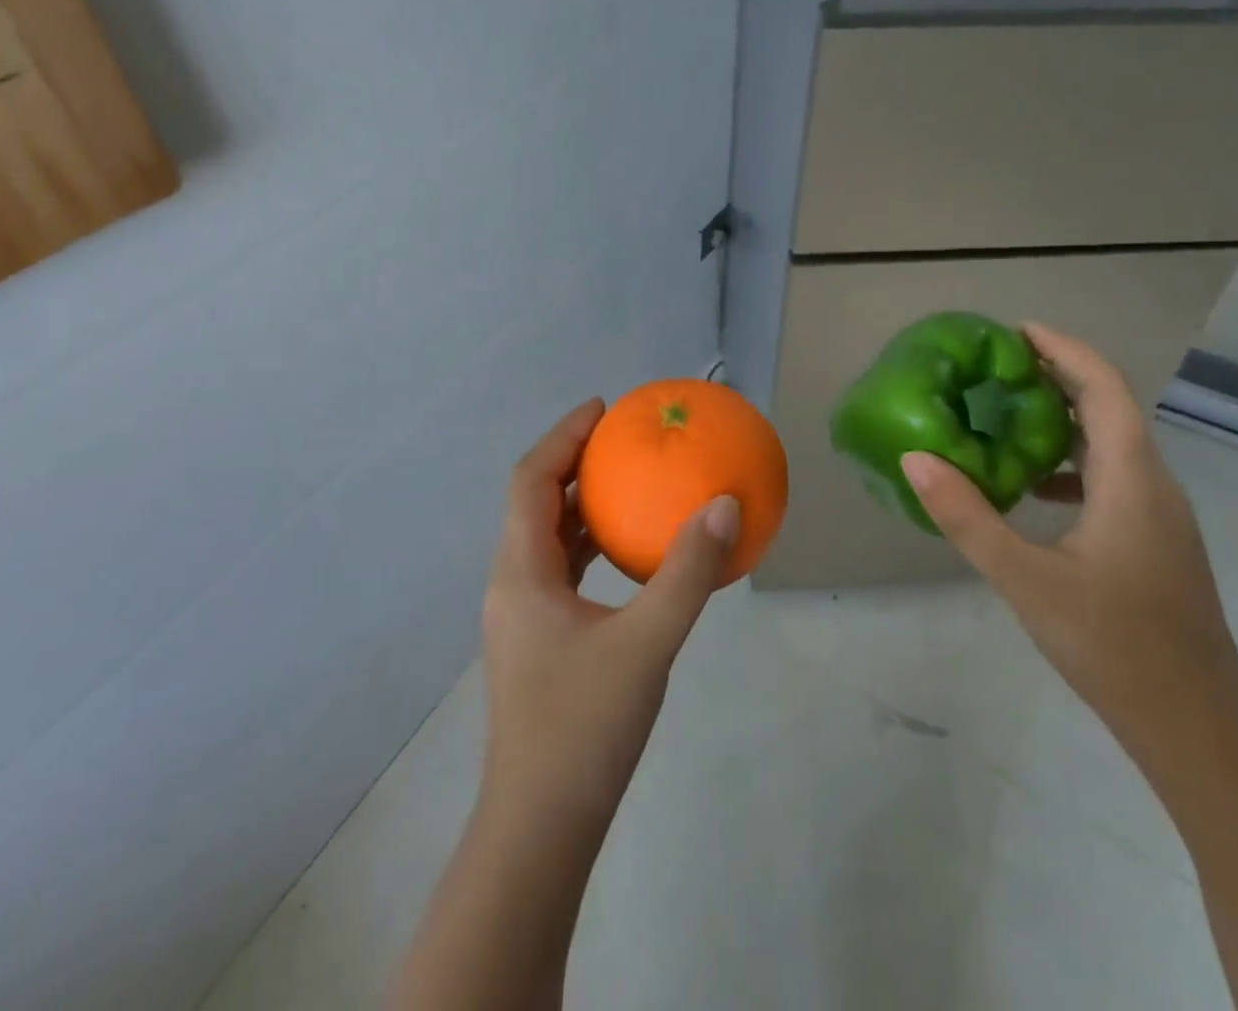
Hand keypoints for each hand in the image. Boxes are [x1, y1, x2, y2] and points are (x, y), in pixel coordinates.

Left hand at [480, 400, 737, 833]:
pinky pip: (564, 573)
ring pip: (549, 540)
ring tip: (630, 484)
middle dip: (575, 464)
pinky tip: (631, 555)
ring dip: (583, 506)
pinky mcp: (540, 643)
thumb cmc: (583, 729)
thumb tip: (724, 505)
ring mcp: (524, 617)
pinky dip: (592, 547)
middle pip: (536, 503)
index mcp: (521, 572)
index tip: (602, 408)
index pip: (530, 480)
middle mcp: (513, 585)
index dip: (563, 436)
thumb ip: (687, 574)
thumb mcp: (646, 644)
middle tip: (623, 440)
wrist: (540, 830)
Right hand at [899, 324, 1237, 753]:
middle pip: (1109, 408)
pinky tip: (1033, 487)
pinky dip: (1072, 462)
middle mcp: (1153, 485)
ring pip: (1112, 444)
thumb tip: (916, 459)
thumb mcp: (1024, 578)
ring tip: (1007, 414)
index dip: (1064, 350)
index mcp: (1131, 480)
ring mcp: (1159, 515)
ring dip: (1064, 418)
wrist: (1197, 726)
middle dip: (1058, 376)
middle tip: (999, 365)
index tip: (1018, 330)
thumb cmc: (1113, 645)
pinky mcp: (1154, 541)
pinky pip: (1112, 477)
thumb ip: (967, 516)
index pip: (1103, 389)